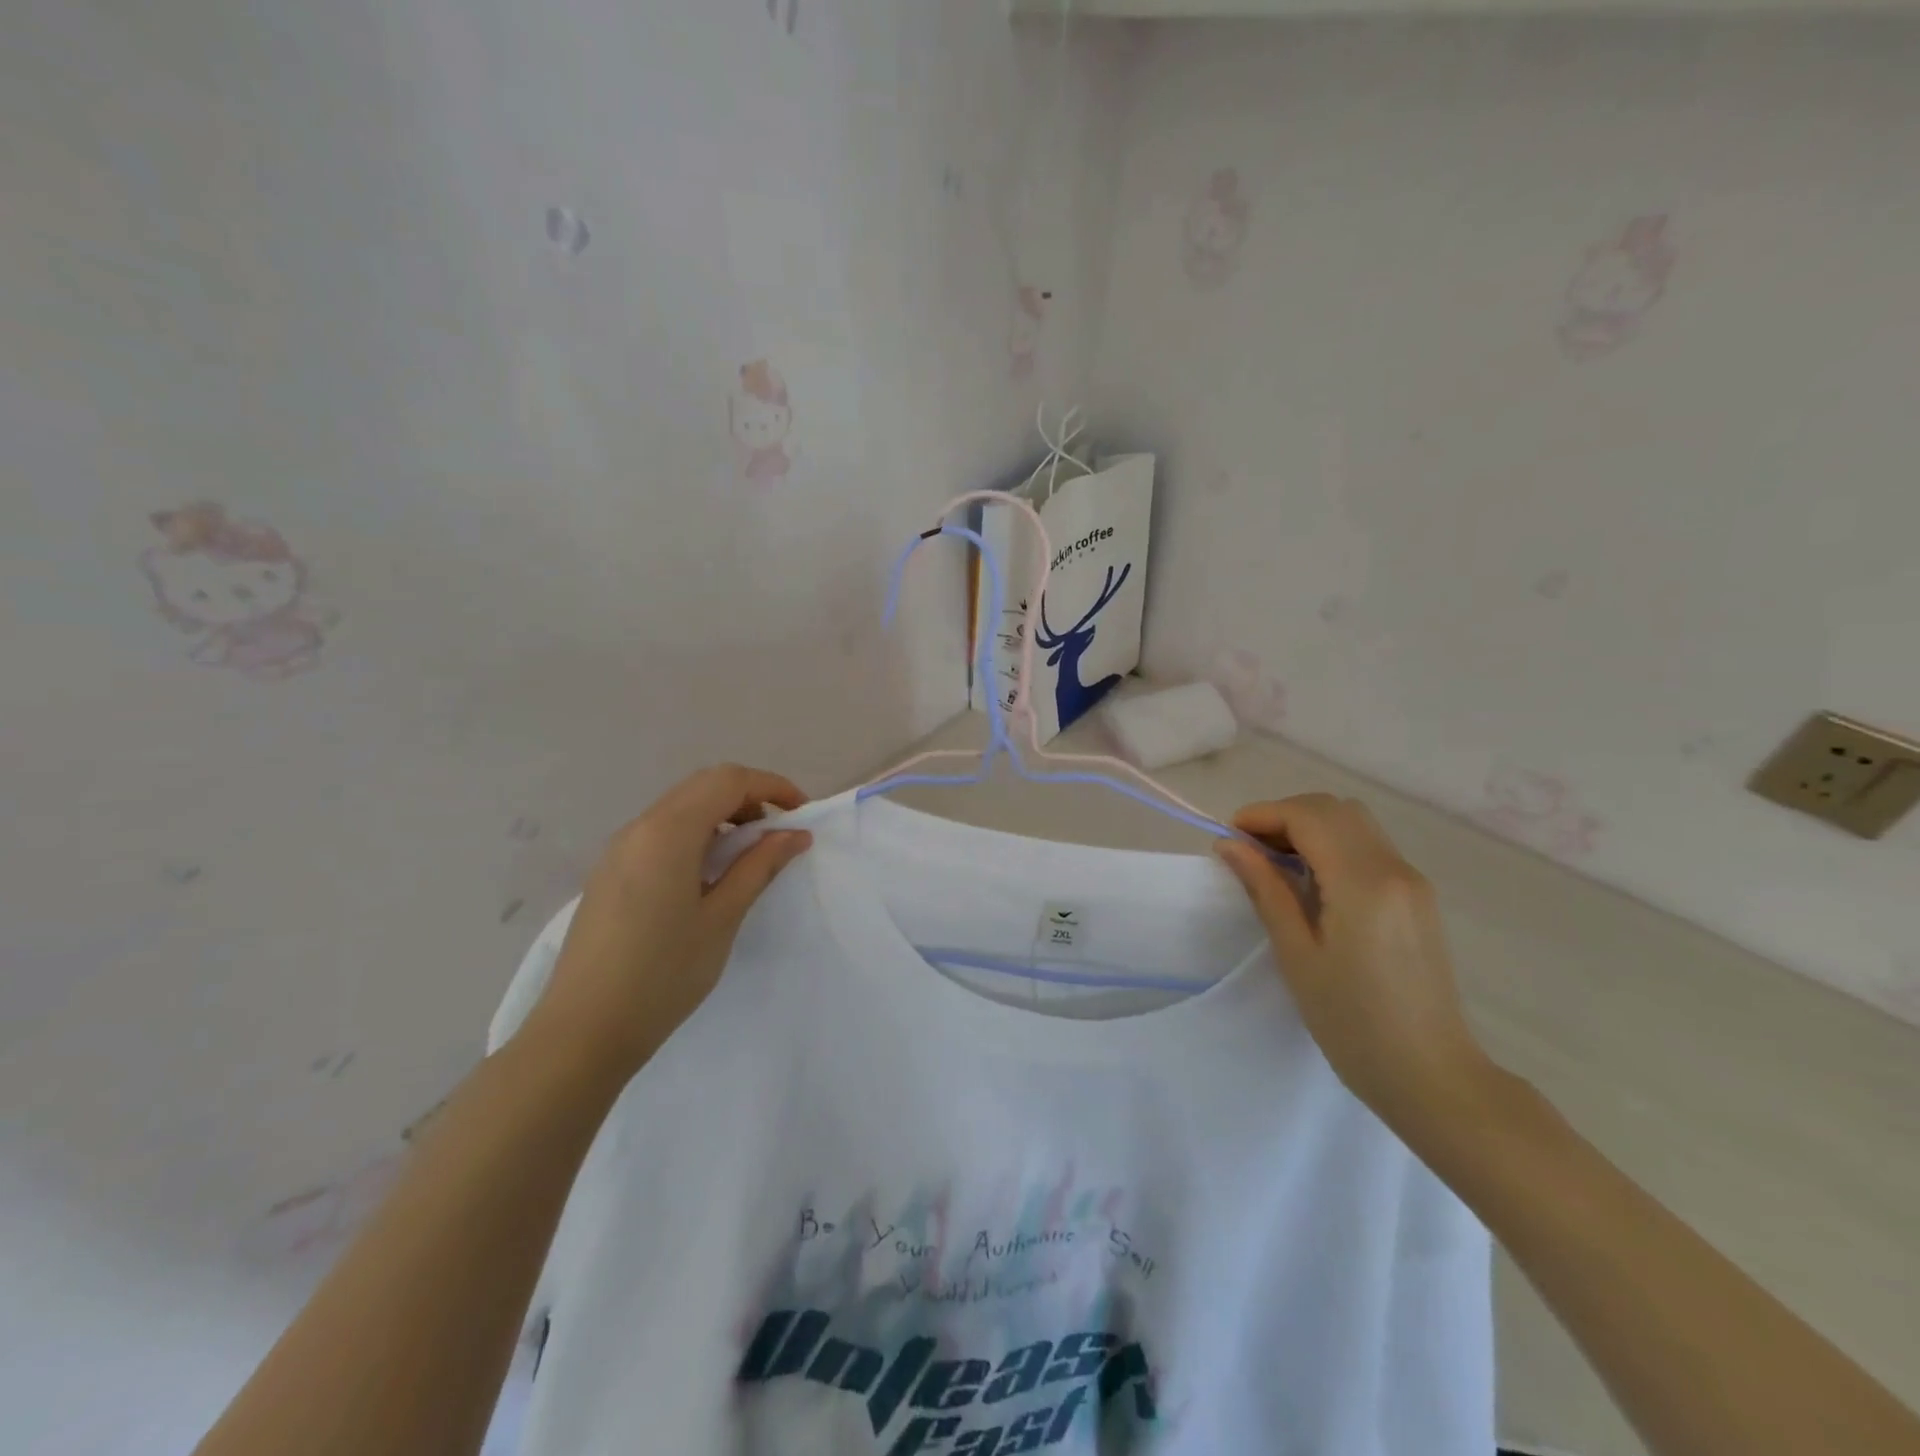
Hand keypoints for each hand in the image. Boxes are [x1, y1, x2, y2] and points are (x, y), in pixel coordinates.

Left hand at [522, 764, 812, 1077]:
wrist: (582, 1032)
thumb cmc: (663, 975)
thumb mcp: (722, 918)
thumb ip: (759, 867)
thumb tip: (794, 834)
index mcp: (668, 832)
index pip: (729, 781)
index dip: (772, 787)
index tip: (802, 814)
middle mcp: (639, 828)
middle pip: (703, 786)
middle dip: (748, 797)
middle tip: (777, 835)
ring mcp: (618, 850)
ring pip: (680, 807)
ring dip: (721, 816)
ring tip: (747, 858)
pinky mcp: (609, 873)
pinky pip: (660, 833)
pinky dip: (695, 835)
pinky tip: (707, 878)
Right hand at [1215, 794, 1491, 1126]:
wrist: (1432, 1076)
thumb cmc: (1353, 1023)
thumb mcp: (1297, 955)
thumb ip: (1265, 889)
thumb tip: (1230, 845)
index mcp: (1364, 883)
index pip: (1309, 816)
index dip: (1263, 815)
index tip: (1229, 838)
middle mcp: (1395, 869)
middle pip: (1334, 809)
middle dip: (1285, 816)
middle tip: (1250, 851)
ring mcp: (1413, 881)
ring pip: (1355, 823)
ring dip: (1310, 828)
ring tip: (1276, 865)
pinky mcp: (1418, 897)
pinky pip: (1370, 848)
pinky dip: (1333, 846)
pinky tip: (1312, 883)